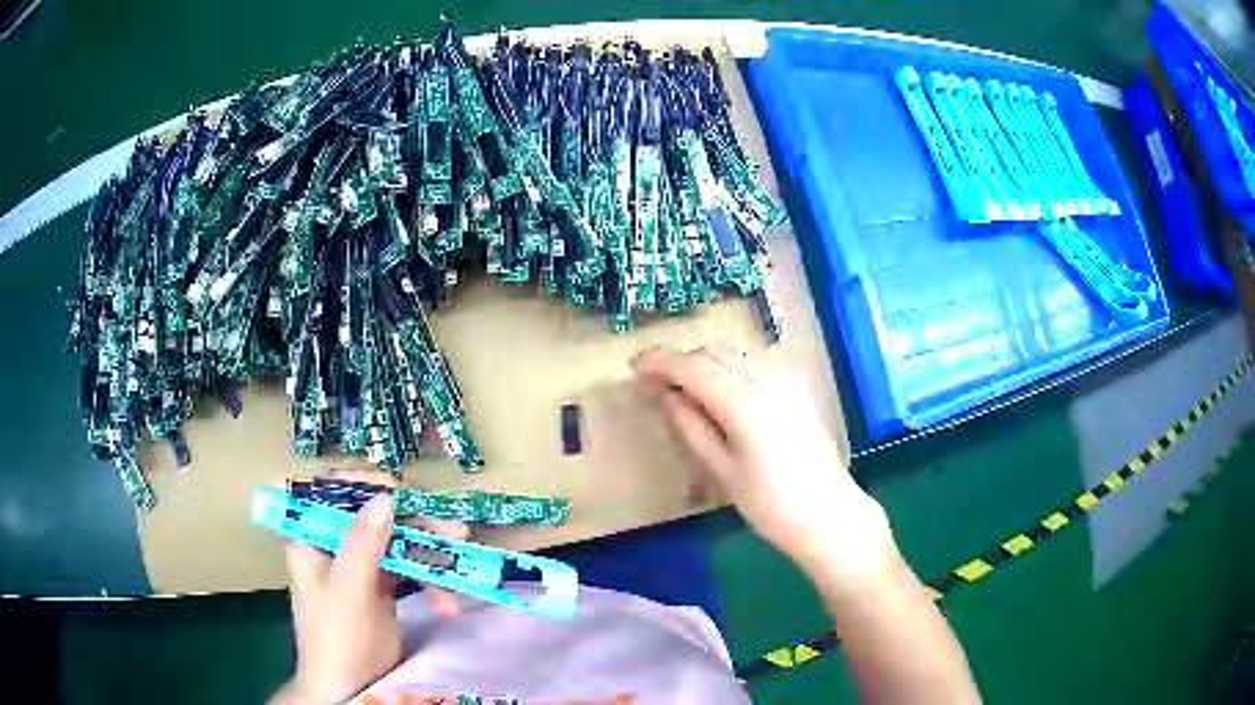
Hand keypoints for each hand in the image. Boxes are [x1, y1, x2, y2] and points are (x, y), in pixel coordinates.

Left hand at [270, 471, 468, 704]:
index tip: (395, 489)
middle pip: (368, 511)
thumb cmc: (339, 639)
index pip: (326, 489)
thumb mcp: (349, 591)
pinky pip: (406, 564)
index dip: (358, 482)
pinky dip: (429, 578)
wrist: (351, 687)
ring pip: (393, 536)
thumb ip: (363, 544)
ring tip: (462, 546)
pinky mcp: (380, 582)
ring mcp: (357, 562)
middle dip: (409, 517)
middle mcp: (332, 542)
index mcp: (309, 536)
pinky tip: (448, 601)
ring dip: (428, 544)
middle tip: (447, 523)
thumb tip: (386, 497)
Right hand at [635, 349, 897, 587]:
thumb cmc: (769, 503)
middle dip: (683, 360)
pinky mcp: (798, 386)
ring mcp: (787, 378)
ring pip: (735, 353)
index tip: (634, 365)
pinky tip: (721, 389)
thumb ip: (690, 426)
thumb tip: (665, 396)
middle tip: (656, 380)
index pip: (693, 367)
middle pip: (714, 352)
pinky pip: (755, 361)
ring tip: (685, 385)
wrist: (827, 513)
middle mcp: (767, 378)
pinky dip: (730, 366)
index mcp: (743, 402)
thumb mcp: (721, 469)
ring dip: (706, 361)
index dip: (661, 363)